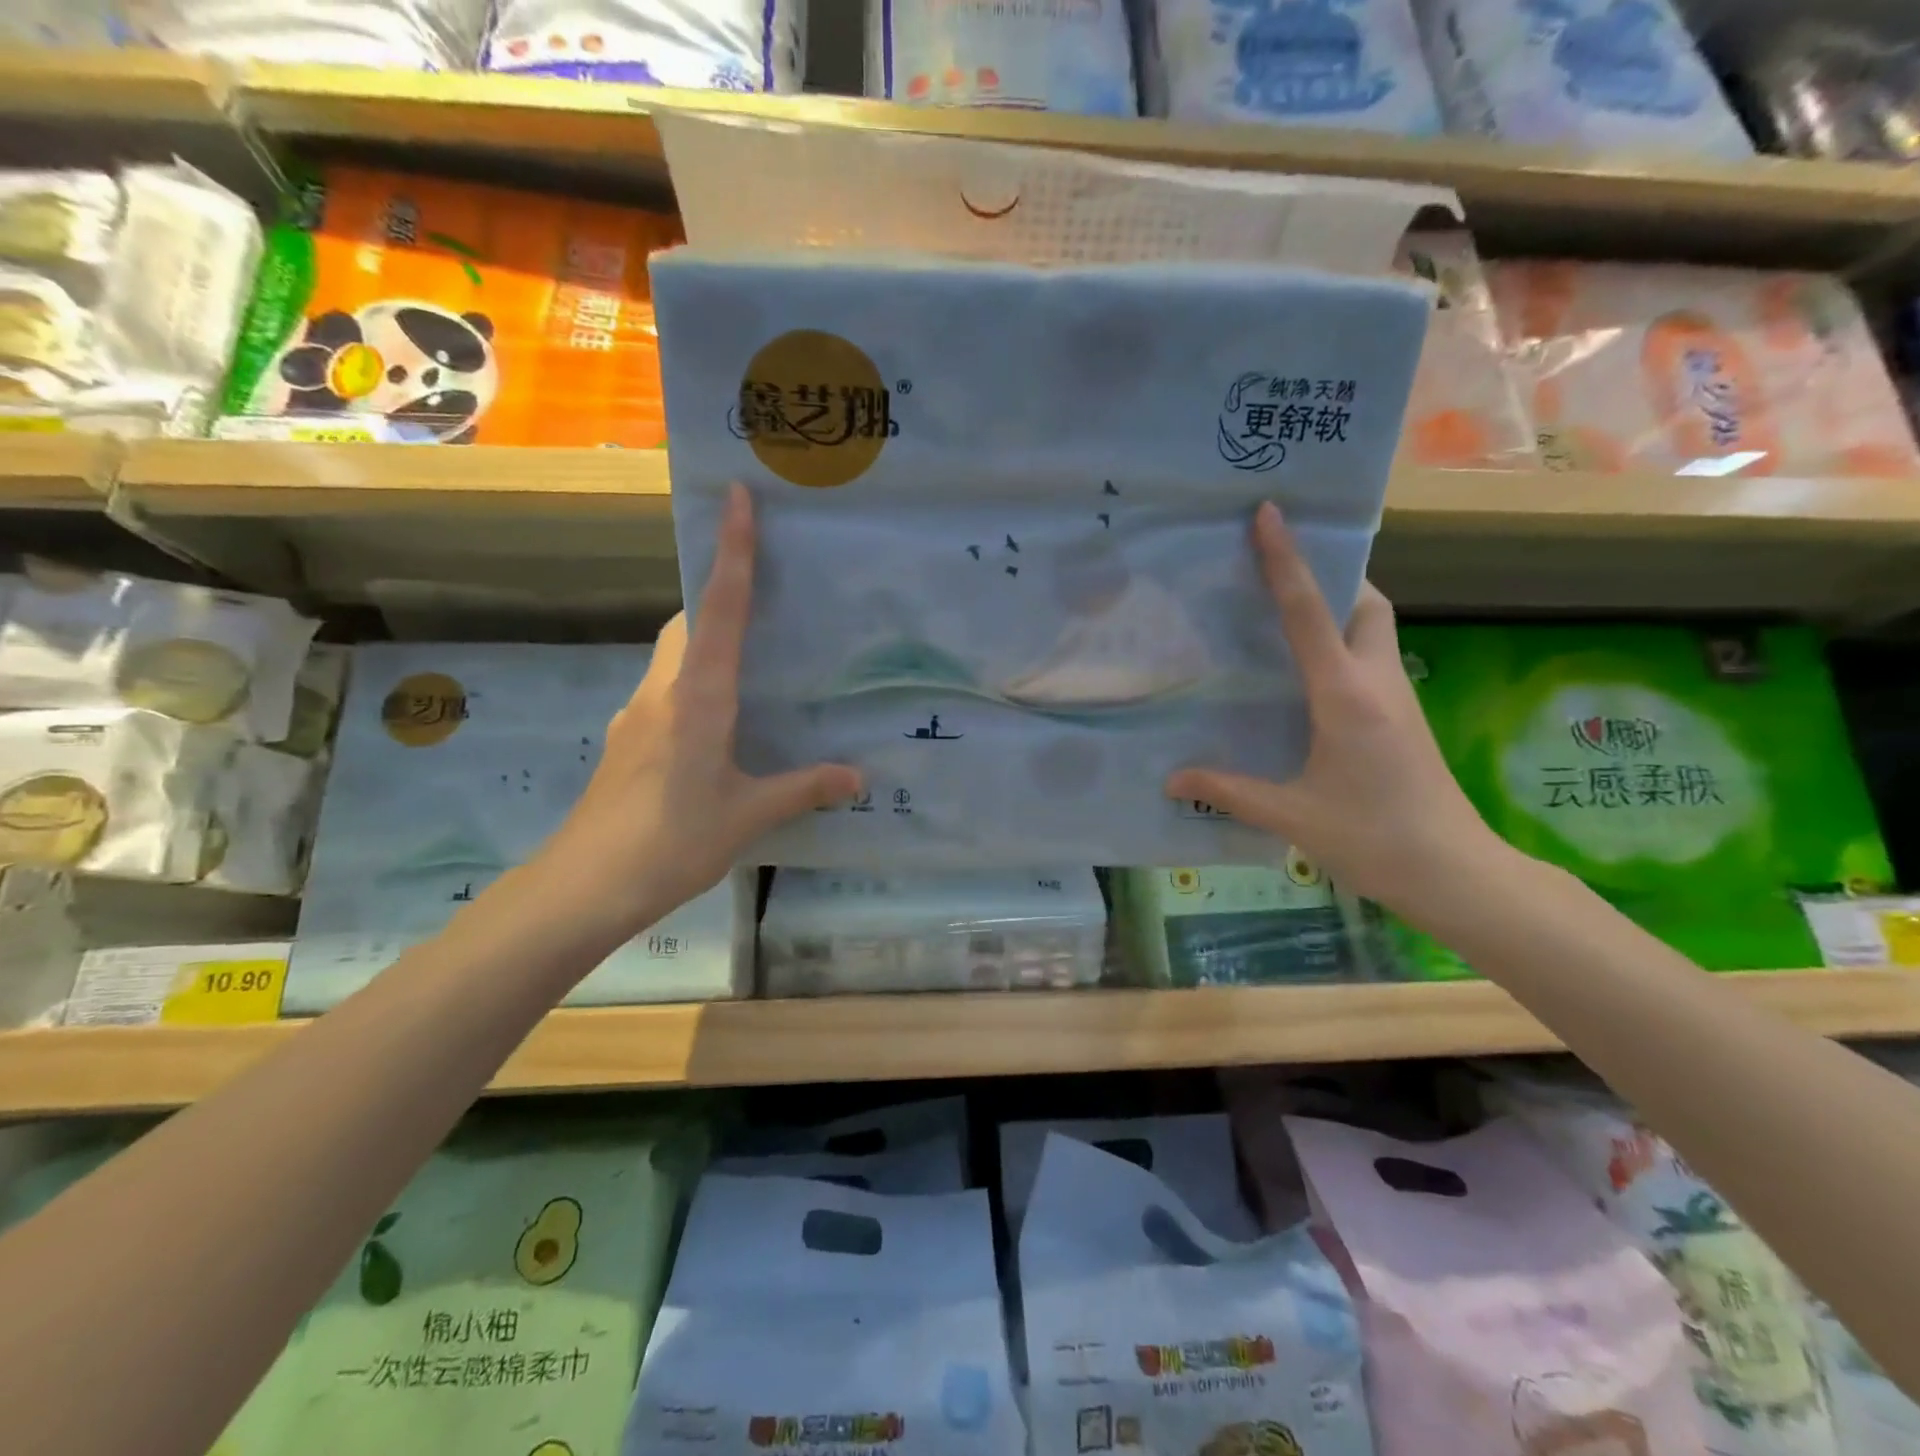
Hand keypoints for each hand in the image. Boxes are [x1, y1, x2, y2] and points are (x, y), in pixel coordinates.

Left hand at [535, 483, 861, 930]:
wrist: (584, 886)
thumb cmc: (671, 841)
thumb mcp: (748, 815)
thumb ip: (803, 789)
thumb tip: (858, 776)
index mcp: (700, 696)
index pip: (721, 608)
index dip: (733, 550)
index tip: (737, 496)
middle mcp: (665, 691)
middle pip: (689, 620)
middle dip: (719, 592)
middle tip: (766, 592)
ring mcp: (639, 714)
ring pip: (674, 654)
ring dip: (706, 638)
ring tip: (753, 657)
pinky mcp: (629, 739)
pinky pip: (668, 688)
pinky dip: (694, 680)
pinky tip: (719, 721)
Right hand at [1167, 502, 1508, 922]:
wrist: (1454, 872)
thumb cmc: (1372, 837)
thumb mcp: (1291, 814)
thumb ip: (1229, 791)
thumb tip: (1170, 780)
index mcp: (1345, 694)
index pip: (1309, 613)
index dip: (1286, 560)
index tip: (1270, 513)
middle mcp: (1376, 681)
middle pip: (1365, 602)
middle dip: (1333, 576)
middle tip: (1286, 574)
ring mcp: (1397, 697)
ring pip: (1376, 627)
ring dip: (1342, 607)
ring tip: (1290, 614)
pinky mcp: (1403, 716)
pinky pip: (1372, 657)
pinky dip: (1344, 643)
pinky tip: (1310, 673)